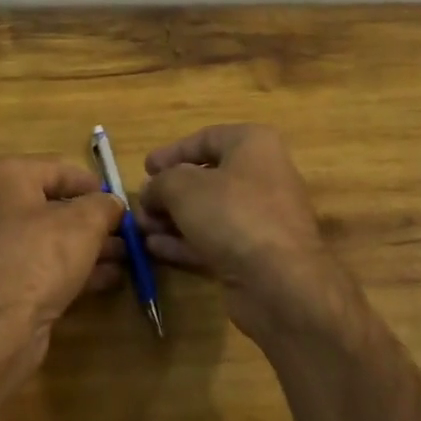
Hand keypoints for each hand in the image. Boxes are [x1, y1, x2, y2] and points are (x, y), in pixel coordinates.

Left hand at [0, 157, 125, 365]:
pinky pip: (36, 265)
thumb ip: (105, 205)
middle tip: (124, 234)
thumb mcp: (85, 223)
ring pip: (46, 239)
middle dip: (92, 222)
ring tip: (123, 259)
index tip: (120, 203)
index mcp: (3, 177)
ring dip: (86, 248)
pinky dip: (68, 269)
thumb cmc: (38, 258)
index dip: (94, 186)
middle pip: (51, 206)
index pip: (58, 170)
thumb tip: (113, 203)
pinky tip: (104, 280)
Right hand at [136, 124, 349, 342]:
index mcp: (253, 145)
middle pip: (206, 177)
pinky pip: (214, 240)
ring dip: (172, 219)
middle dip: (169, 192)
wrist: (280, 281)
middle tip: (141, 204)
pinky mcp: (255, 254)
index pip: (207, 138)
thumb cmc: (233, 214)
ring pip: (208, 212)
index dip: (173, 152)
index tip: (146, 168)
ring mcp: (260, 218)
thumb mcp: (183, 187)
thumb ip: (161, 183)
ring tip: (140, 228)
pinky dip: (185, 242)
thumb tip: (151, 191)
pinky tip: (155, 248)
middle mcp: (261, 176)